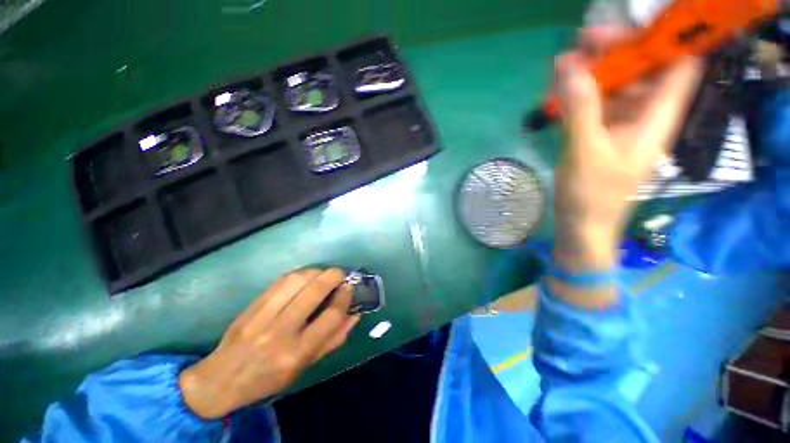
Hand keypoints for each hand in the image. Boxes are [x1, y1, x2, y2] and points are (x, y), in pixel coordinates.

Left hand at [179, 268, 359, 418]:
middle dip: (334, 275)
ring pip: (297, 280)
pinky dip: (298, 274)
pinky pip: (280, 281)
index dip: (345, 296)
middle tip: (341, 274)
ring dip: (316, 271)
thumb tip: (355, 313)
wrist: (222, 379)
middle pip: (315, 291)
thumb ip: (333, 339)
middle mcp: (281, 331)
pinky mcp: (251, 306)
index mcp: (297, 352)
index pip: (331, 316)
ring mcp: (263, 316)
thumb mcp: (306, 366)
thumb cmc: (270, 377)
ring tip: (323, 274)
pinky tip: (304, 277)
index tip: (349, 287)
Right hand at [551, 27, 700, 306]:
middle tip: (581, 42)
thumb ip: (580, 109)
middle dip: (616, 50)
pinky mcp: (601, 133)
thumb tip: (568, 66)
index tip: (633, 24)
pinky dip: (579, 94)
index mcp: (657, 117)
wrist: (582, 225)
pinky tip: (559, 92)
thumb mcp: (586, 151)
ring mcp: (622, 124)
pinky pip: (595, 103)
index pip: (679, 63)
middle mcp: (645, 114)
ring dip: (591, 72)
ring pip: (615, 84)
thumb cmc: (592, 195)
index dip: (666, 37)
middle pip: (642, 68)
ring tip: (561, 68)